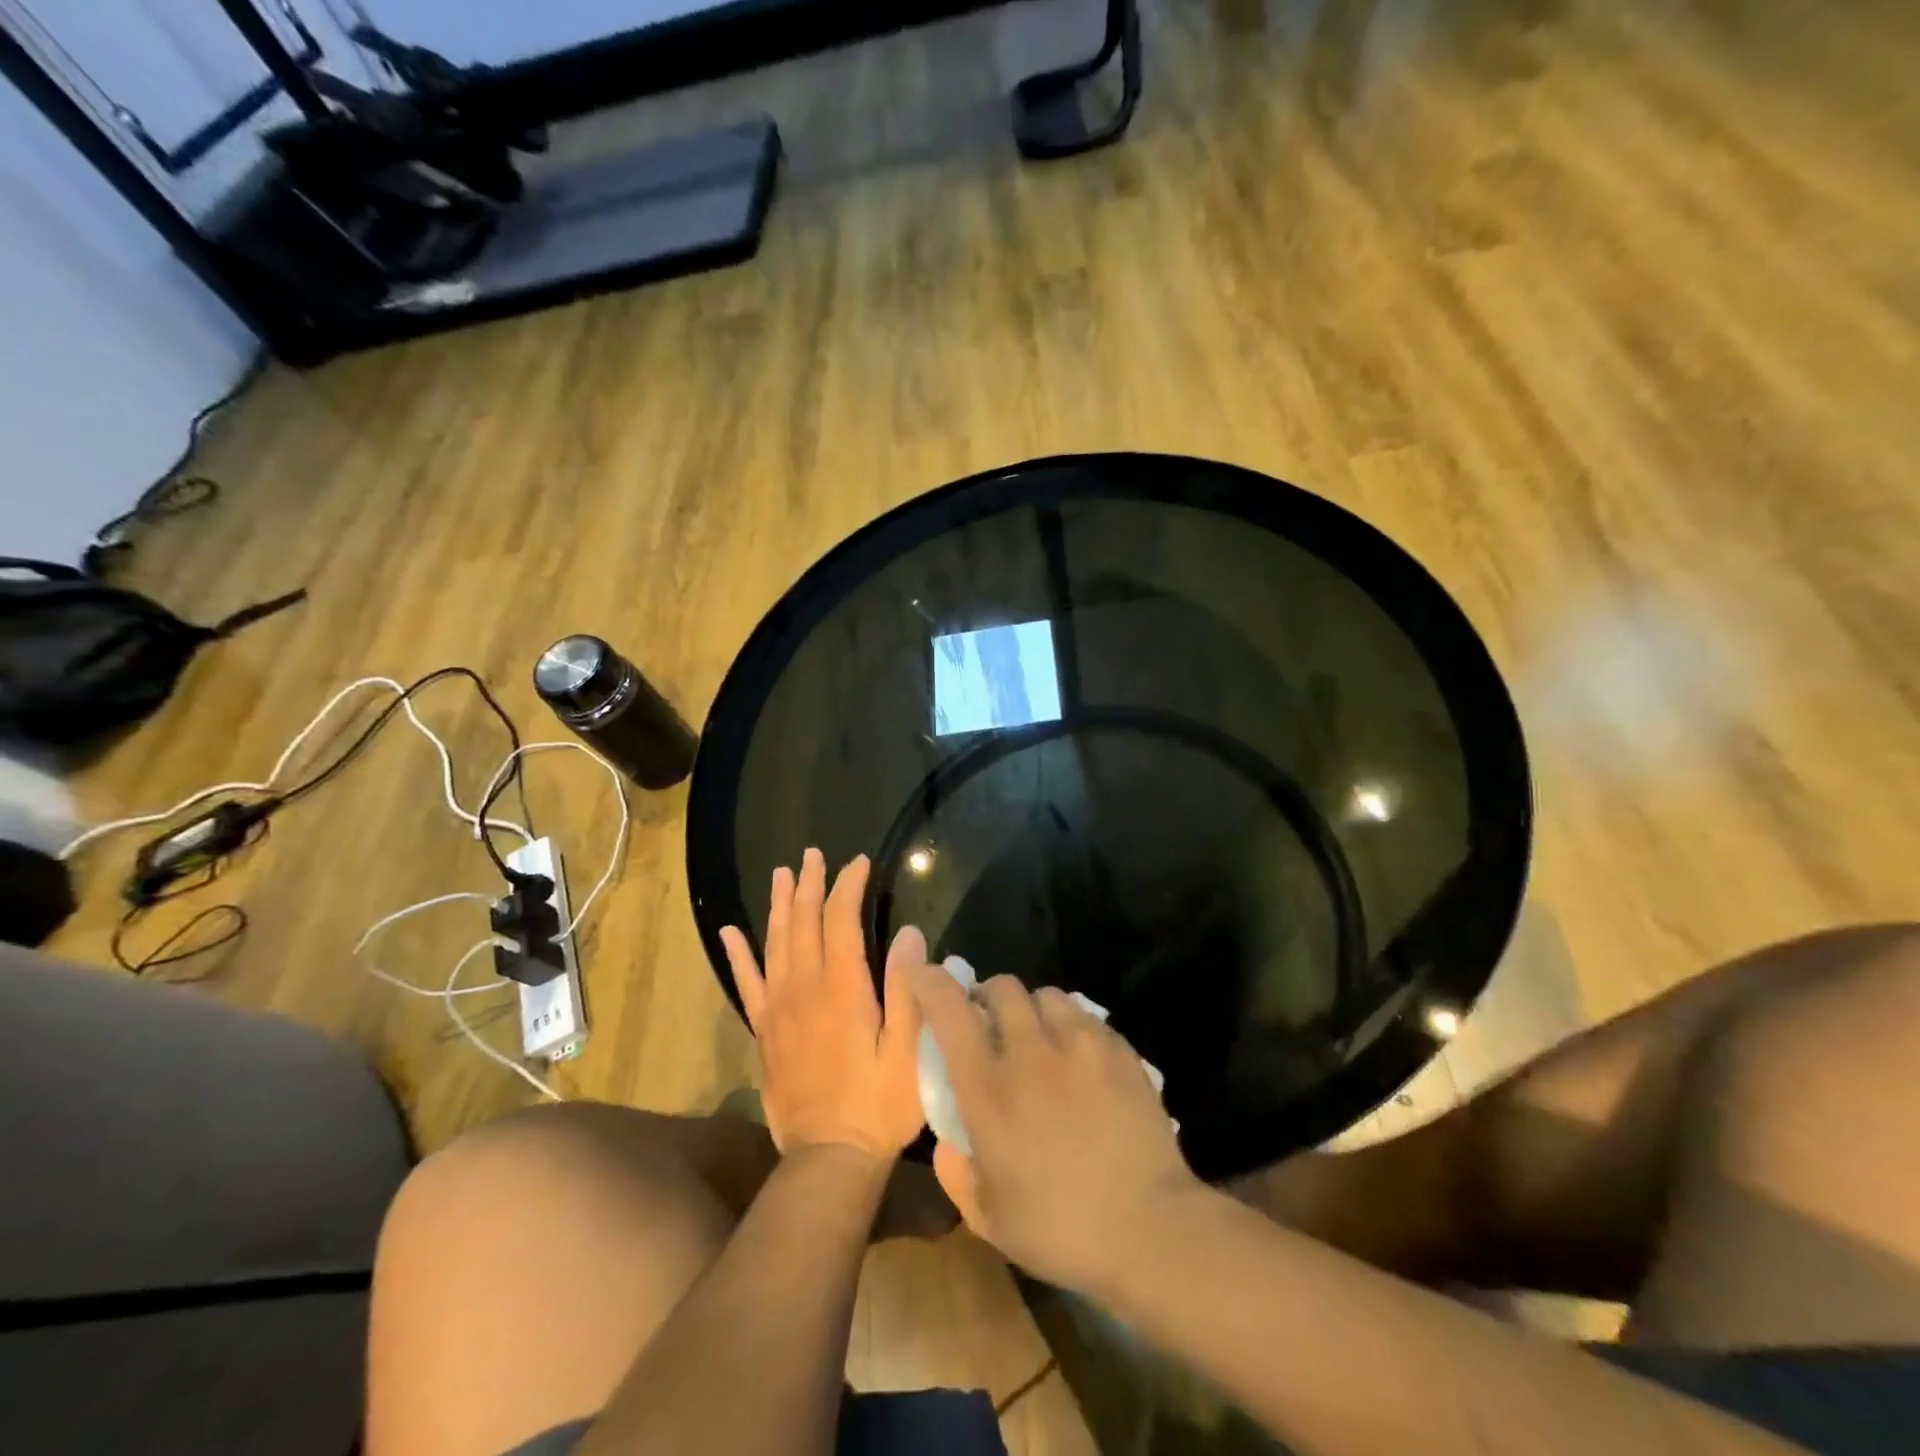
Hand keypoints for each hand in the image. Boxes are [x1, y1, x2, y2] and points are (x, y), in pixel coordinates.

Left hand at [720, 850, 925, 1162]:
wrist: (828, 1158)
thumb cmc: (880, 1104)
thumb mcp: (909, 1050)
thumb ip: (907, 989)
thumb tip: (908, 934)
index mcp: (842, 988)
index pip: (841, 920)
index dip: (849, 886)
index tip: (859, 862)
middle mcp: (804, 988)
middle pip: (804, 922)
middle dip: (811, 884)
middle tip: (814, 854)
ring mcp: (778, 1009)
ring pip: (774, 943)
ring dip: (780, 905)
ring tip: (783, 874)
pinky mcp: (765, 1031)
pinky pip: (747, 983)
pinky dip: (739, 955)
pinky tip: (731, 932)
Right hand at [909, 967, 1200, 1292]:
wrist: (1150, 1227)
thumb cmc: (1061, 1228)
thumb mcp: (989, 1219)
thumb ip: (956, 1173)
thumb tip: (948, 1142)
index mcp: (988, 1087)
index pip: (949, 1010)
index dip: (931, 982)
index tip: (924, 973)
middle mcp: (1029, 1051)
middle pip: (1002, 987)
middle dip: (988, 998)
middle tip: (991, 1026)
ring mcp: (1078, 1043)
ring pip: (1045, 995)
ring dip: (1032, 1010)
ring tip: (1040, 1039)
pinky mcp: (1117, 1048)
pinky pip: (1084, 1016)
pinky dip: (1071, 1026)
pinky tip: (1080, 1060)